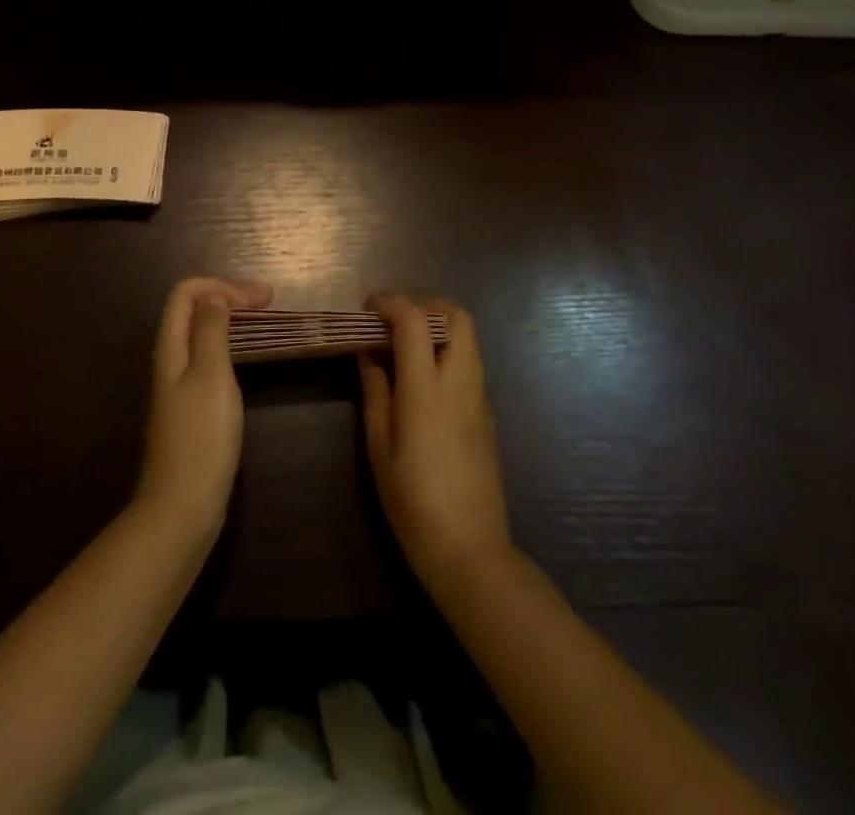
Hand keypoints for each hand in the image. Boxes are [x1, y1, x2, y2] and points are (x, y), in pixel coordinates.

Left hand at [136, 276, 271, 541]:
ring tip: (264, 324)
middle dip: (229, 297)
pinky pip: (207, 360)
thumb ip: (211, 331)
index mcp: (171, 348)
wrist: (181, 507)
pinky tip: (248, 361)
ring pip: (201, 336)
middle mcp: (170, 361)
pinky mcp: (190, 409)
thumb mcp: (211, 375)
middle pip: (192, 311)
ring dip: (230, 321)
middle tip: (270, 303)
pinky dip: (229, 347)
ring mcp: (178, 387)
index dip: (221, 286)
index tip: (260, 300)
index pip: (185, 293)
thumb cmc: (201, 437)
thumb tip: (214, 296)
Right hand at [358, 294, 513, 591]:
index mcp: (427, 390)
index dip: (391, 302)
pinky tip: (423, 377)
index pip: (416, 320)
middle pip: (456, 315)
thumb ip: (375, 392)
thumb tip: (368, 353)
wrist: (470, 551)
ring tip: (404, 346)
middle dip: (424, 304)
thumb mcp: (379, 448)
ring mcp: (479, 396)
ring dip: (438, 326)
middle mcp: (459, 382)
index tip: (367, 308)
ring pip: (468, 337)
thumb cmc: (412, 503)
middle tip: (393, 320)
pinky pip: (470, 362)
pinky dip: (447, 350)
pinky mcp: (488, 413)